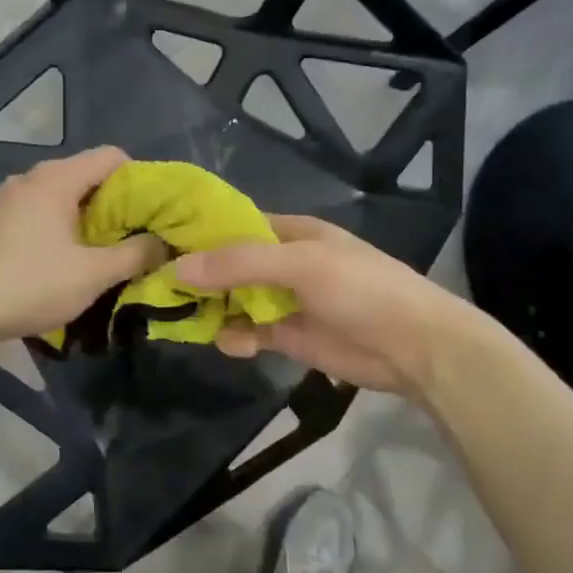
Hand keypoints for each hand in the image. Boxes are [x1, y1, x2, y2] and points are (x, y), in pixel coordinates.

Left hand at [0, 146, 166, 351]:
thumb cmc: (30, 286)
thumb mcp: (92, 274)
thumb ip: (135, 254)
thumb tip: (164, 243)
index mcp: (55, 179)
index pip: (111, 156)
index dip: (140, 179)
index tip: (154, 212)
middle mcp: (29, 178)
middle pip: (86, 175)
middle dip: (116, 203)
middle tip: (136, 236)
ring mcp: (6, 199)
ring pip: (62, 196)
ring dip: (88, 218)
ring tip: (104, 251)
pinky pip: (39, 212)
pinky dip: (61, 227)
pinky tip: (64, 259)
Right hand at [174, 214, 480, 397]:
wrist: (414, 347)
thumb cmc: (361, 289)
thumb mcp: (300, 265)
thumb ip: (239, 264)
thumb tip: (177, 266)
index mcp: (292, 233)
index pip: (235, 225)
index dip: (200, 233)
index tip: (159, 242)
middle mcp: (284, 263)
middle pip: (229, 265)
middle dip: (199, 276)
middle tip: (158, 288)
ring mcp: (286, 301)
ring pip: (235, 300)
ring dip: (213, 309)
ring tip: (188, 319)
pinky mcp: (289, 337)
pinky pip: (249, 332)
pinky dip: (235, 337)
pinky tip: (233, 344)